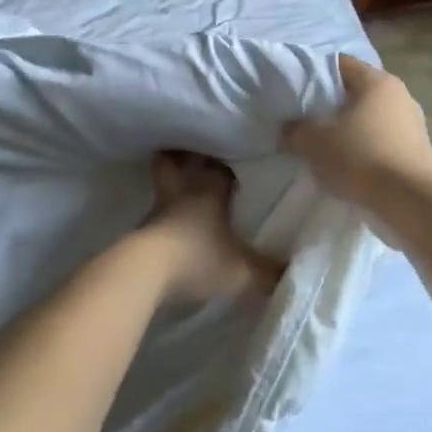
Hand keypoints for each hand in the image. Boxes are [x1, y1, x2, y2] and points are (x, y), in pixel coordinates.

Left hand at [136, 151, 284, 305]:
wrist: (144, 272)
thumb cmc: (198, 258)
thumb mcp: (242, 271)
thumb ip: (267, 272)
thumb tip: (290, 273)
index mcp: (208, 192)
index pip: (219, 167)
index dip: (229, 165)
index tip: (238, 164)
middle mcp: (181, 194)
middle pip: (174, 163)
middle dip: (182, 159)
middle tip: (194, 161)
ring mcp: (157, 212)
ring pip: (163, 188)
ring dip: (172, 191)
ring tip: (185, 201)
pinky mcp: (141, 233)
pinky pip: (156, 217)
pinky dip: (163, 220)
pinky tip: (174, 233)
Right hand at [284, 54, 431, 207]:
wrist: (409, 201)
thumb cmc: (360, 158)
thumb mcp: (313, 143)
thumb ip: (295, 130)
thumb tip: (291, 127)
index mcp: (377, 81)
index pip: (340, 64)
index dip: (315, 74)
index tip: (297, 92)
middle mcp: (401, 94)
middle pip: (358, 90)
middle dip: (334, 103)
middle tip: (310, 120)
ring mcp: (415, 121)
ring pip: (373, 115)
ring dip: (353, 126)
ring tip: (331, 145)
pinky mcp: (421, 148)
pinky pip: (386, 138)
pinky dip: (370, 145)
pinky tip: (355, 163)